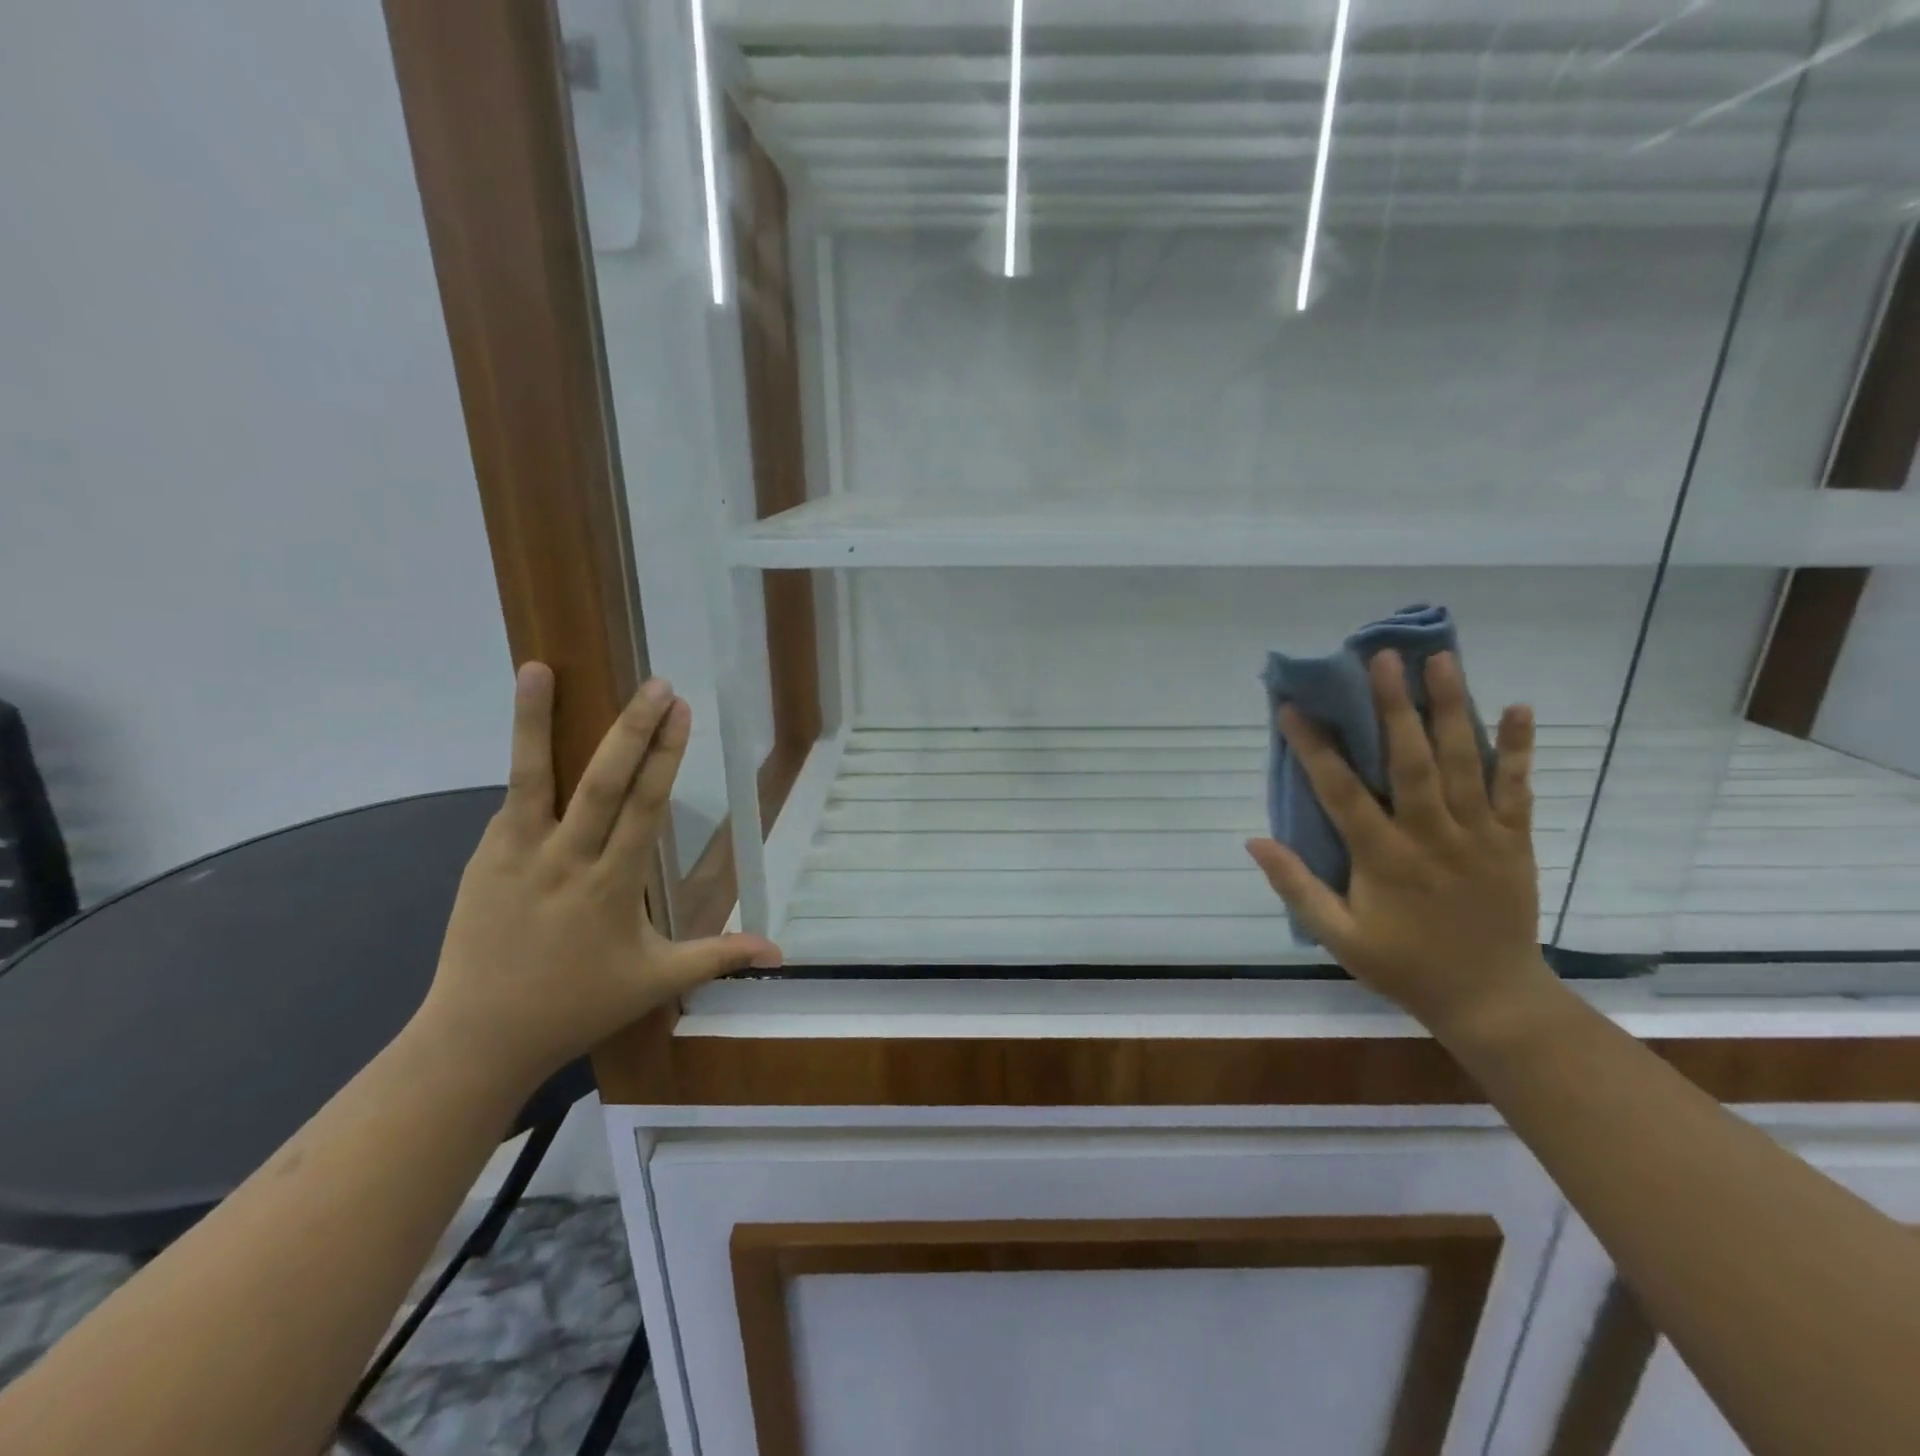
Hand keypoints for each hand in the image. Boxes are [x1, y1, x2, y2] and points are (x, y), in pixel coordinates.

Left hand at [417, 663, 779, 1094]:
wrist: (478, 1038)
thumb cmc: (577, 1005)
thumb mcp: (656, 982)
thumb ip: (718, 956)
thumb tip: (779, 951)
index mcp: (613, 885)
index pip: (645, 807)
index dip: (666, 757)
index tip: (681, 712)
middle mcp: (566, 860)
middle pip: (603, 782)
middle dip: (632, 729)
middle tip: (656, 684)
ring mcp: (517, 855)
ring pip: (534, 777)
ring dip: (537, 721)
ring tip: (539, 669)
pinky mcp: (482, 858)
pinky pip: (511, 805)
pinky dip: (525, 765)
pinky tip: (532, 733)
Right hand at [1247, 650, 1551, 1038]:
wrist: (1492, 999)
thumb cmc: (1404, 965)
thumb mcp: (1337, 936)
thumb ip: (1296, 887)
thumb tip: (1254, 840)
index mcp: (1383, 859)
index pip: (1341, 792)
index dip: (1315, 748)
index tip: (1293, 707)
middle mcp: (1431, 836)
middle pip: (1411, 761)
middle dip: (1394, 706)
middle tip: (1383, 658)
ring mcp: (1480, 836)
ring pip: (1465, 763)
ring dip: (1453, 708)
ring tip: (1442, 660)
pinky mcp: (1515, 842)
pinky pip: (1519, 789)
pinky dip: (1520, 749)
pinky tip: (1520, 707)